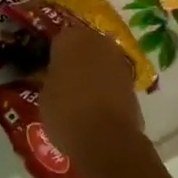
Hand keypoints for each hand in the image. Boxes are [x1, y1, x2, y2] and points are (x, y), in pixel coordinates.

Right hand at [39, 18, 144, 174]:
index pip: (58, 37)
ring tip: (79, 92)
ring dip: (92, 71)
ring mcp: (118, 62)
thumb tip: (55, 77)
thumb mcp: (45, 95)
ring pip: (100, 61)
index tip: (47, 65)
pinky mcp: (132, 83)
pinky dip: (105, 88)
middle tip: (63, 76)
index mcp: (70, 39)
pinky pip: (112, 79)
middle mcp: (97, 42)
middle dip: (75, 57)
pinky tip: (94, 105)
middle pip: (83, 45)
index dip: (53, 52)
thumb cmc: (66, 113)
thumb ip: (50, 78)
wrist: (107, 140)